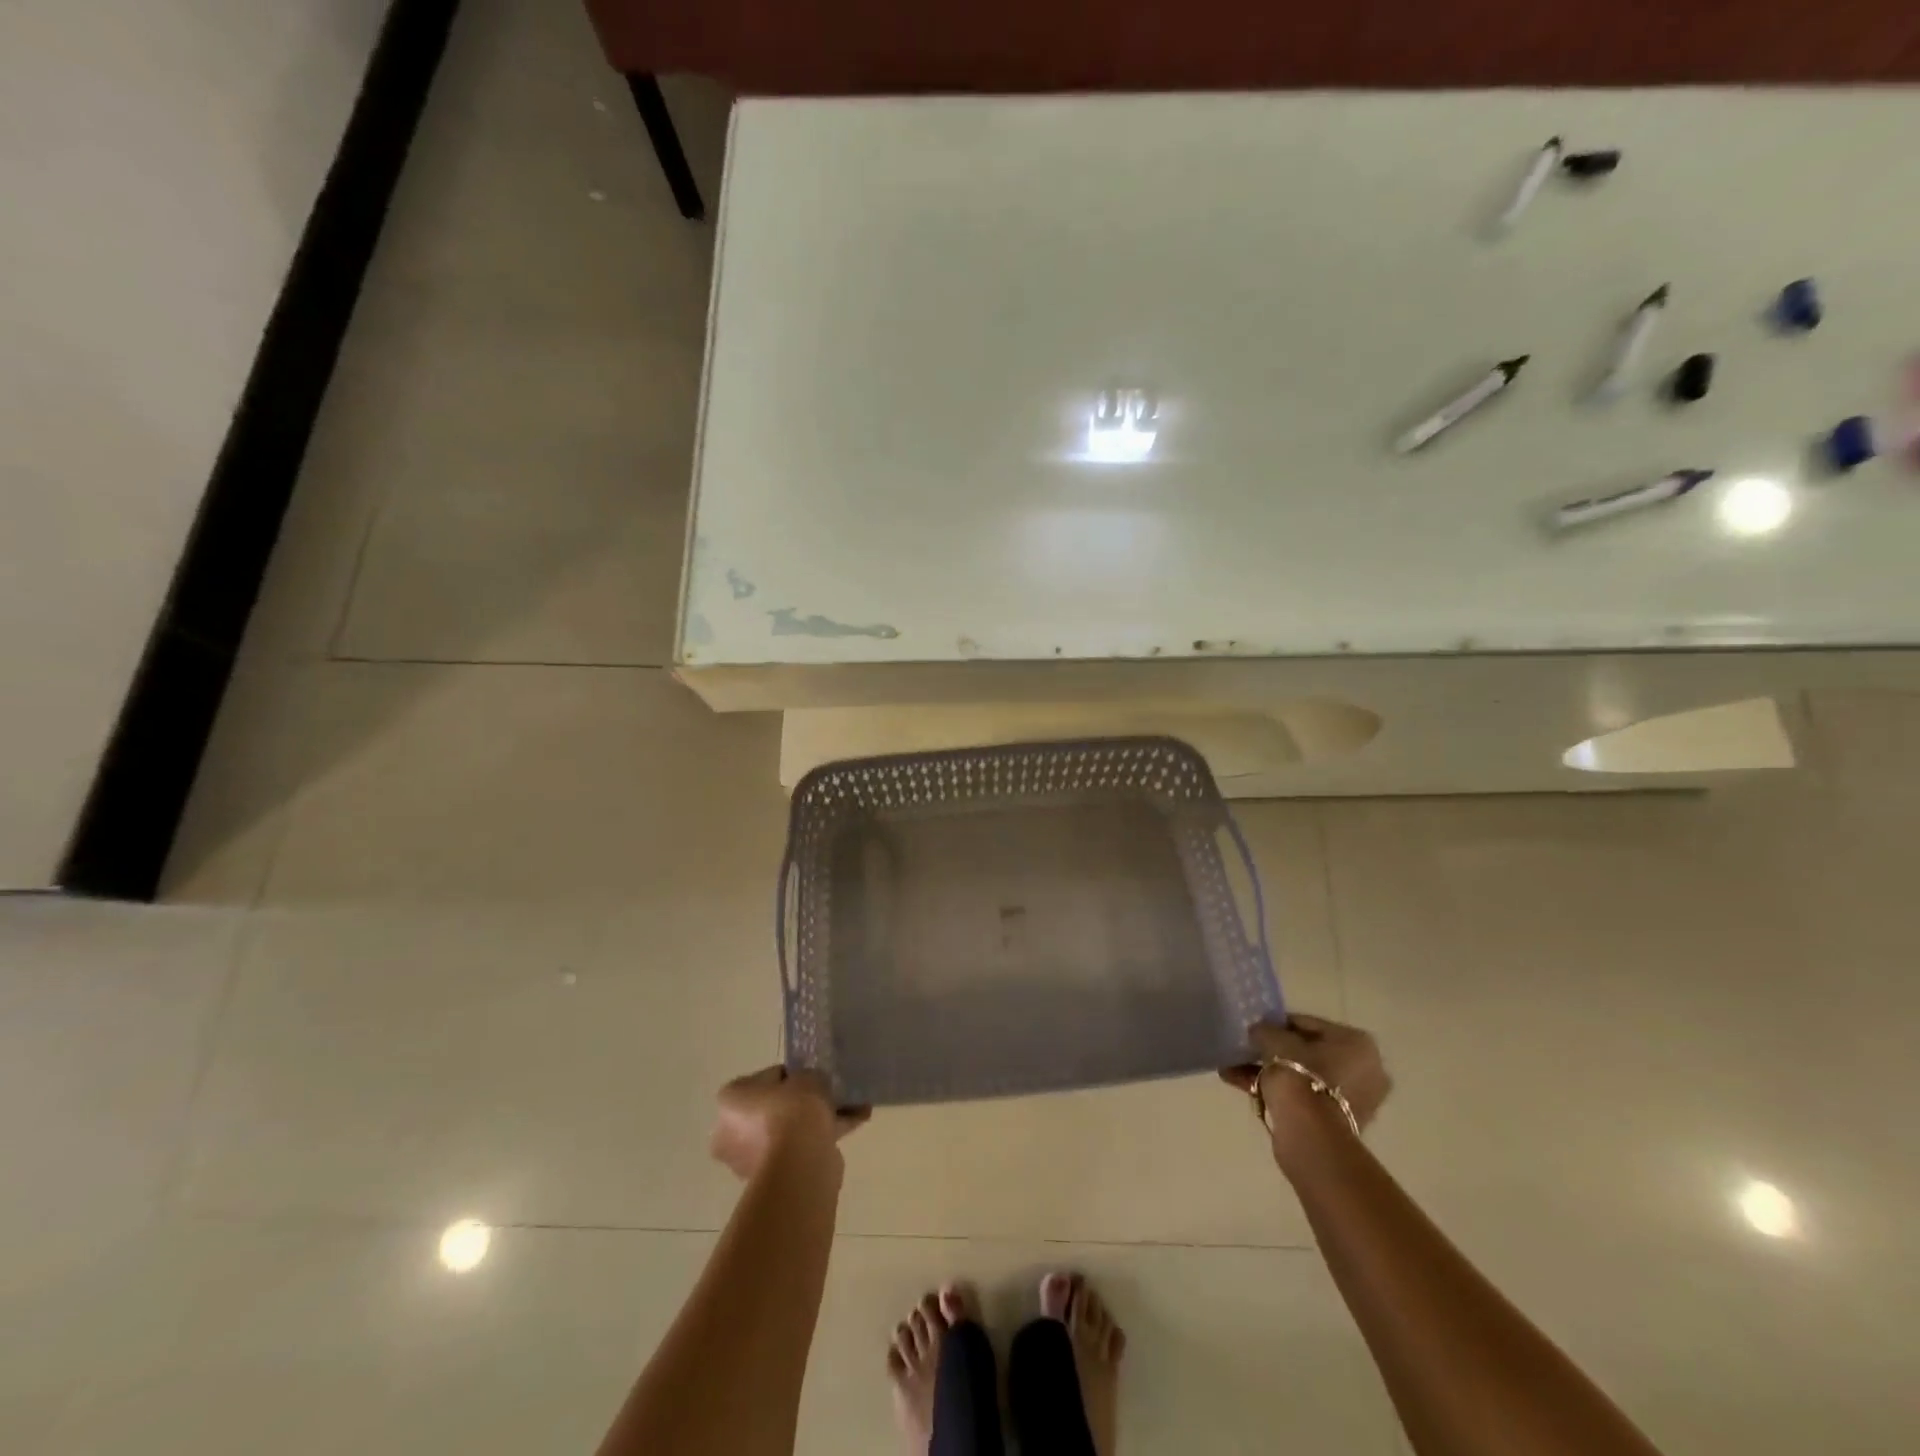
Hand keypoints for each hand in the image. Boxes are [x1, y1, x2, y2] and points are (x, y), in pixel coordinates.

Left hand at [709, 1066, 870, 1179]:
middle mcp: (732, 1132)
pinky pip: (801, 1148)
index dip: (792, 1075)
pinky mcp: (775, 1177)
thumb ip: (808, 1078)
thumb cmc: (792, 1110)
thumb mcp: (806, 1076)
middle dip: (804, 1103)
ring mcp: (752, 1159)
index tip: (812, 1076)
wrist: (800, 1161)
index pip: (765, 1078)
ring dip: (818, 1120)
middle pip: (775, 1108)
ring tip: (852, 1106)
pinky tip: (856, 1121)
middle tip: (830, 1093)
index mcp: (731, 1100)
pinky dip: (825, 1136)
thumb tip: (811, 1086)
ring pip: (790, 1131)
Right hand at [1219, 1014, 1392, 1159]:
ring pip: (1303, 1076)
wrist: (1309, 1134)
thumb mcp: (1273, 1040)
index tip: (1255, 1029)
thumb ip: (1265, 1030)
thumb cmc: (1298, 1075)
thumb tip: (1259, 1032)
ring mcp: (1355, 1100)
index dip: (1277, 1024)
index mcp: (1357, 1043)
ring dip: (1270, 1071)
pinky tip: (1241, 1084)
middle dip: (1274, 1051)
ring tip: (1234, 1068)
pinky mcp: (1339, 1123)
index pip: (1308, 1024)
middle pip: (1308, 1052)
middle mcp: (1365, 1070)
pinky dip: (1277, 1091)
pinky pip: (1304, 1097)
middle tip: (1247, 1049)